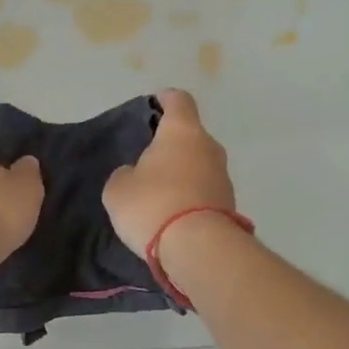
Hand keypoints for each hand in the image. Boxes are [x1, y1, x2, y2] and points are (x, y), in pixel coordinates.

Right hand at [103, 89, 236, 258]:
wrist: (198, 249)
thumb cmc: (153, 205)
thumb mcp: (118, 189)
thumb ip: (125, 174)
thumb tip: (135, 174)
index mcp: (183, 131)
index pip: (179, 100)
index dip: (164, 99)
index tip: (152, 107)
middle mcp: (209, 147)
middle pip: (191, 135)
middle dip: (171, 143)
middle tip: (147, 160)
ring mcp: (224, 176)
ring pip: (199, 164)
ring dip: (182, 172)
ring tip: (158, 193)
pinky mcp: (230, 204)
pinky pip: (205, 191)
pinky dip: (191, 196)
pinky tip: (173, 213)